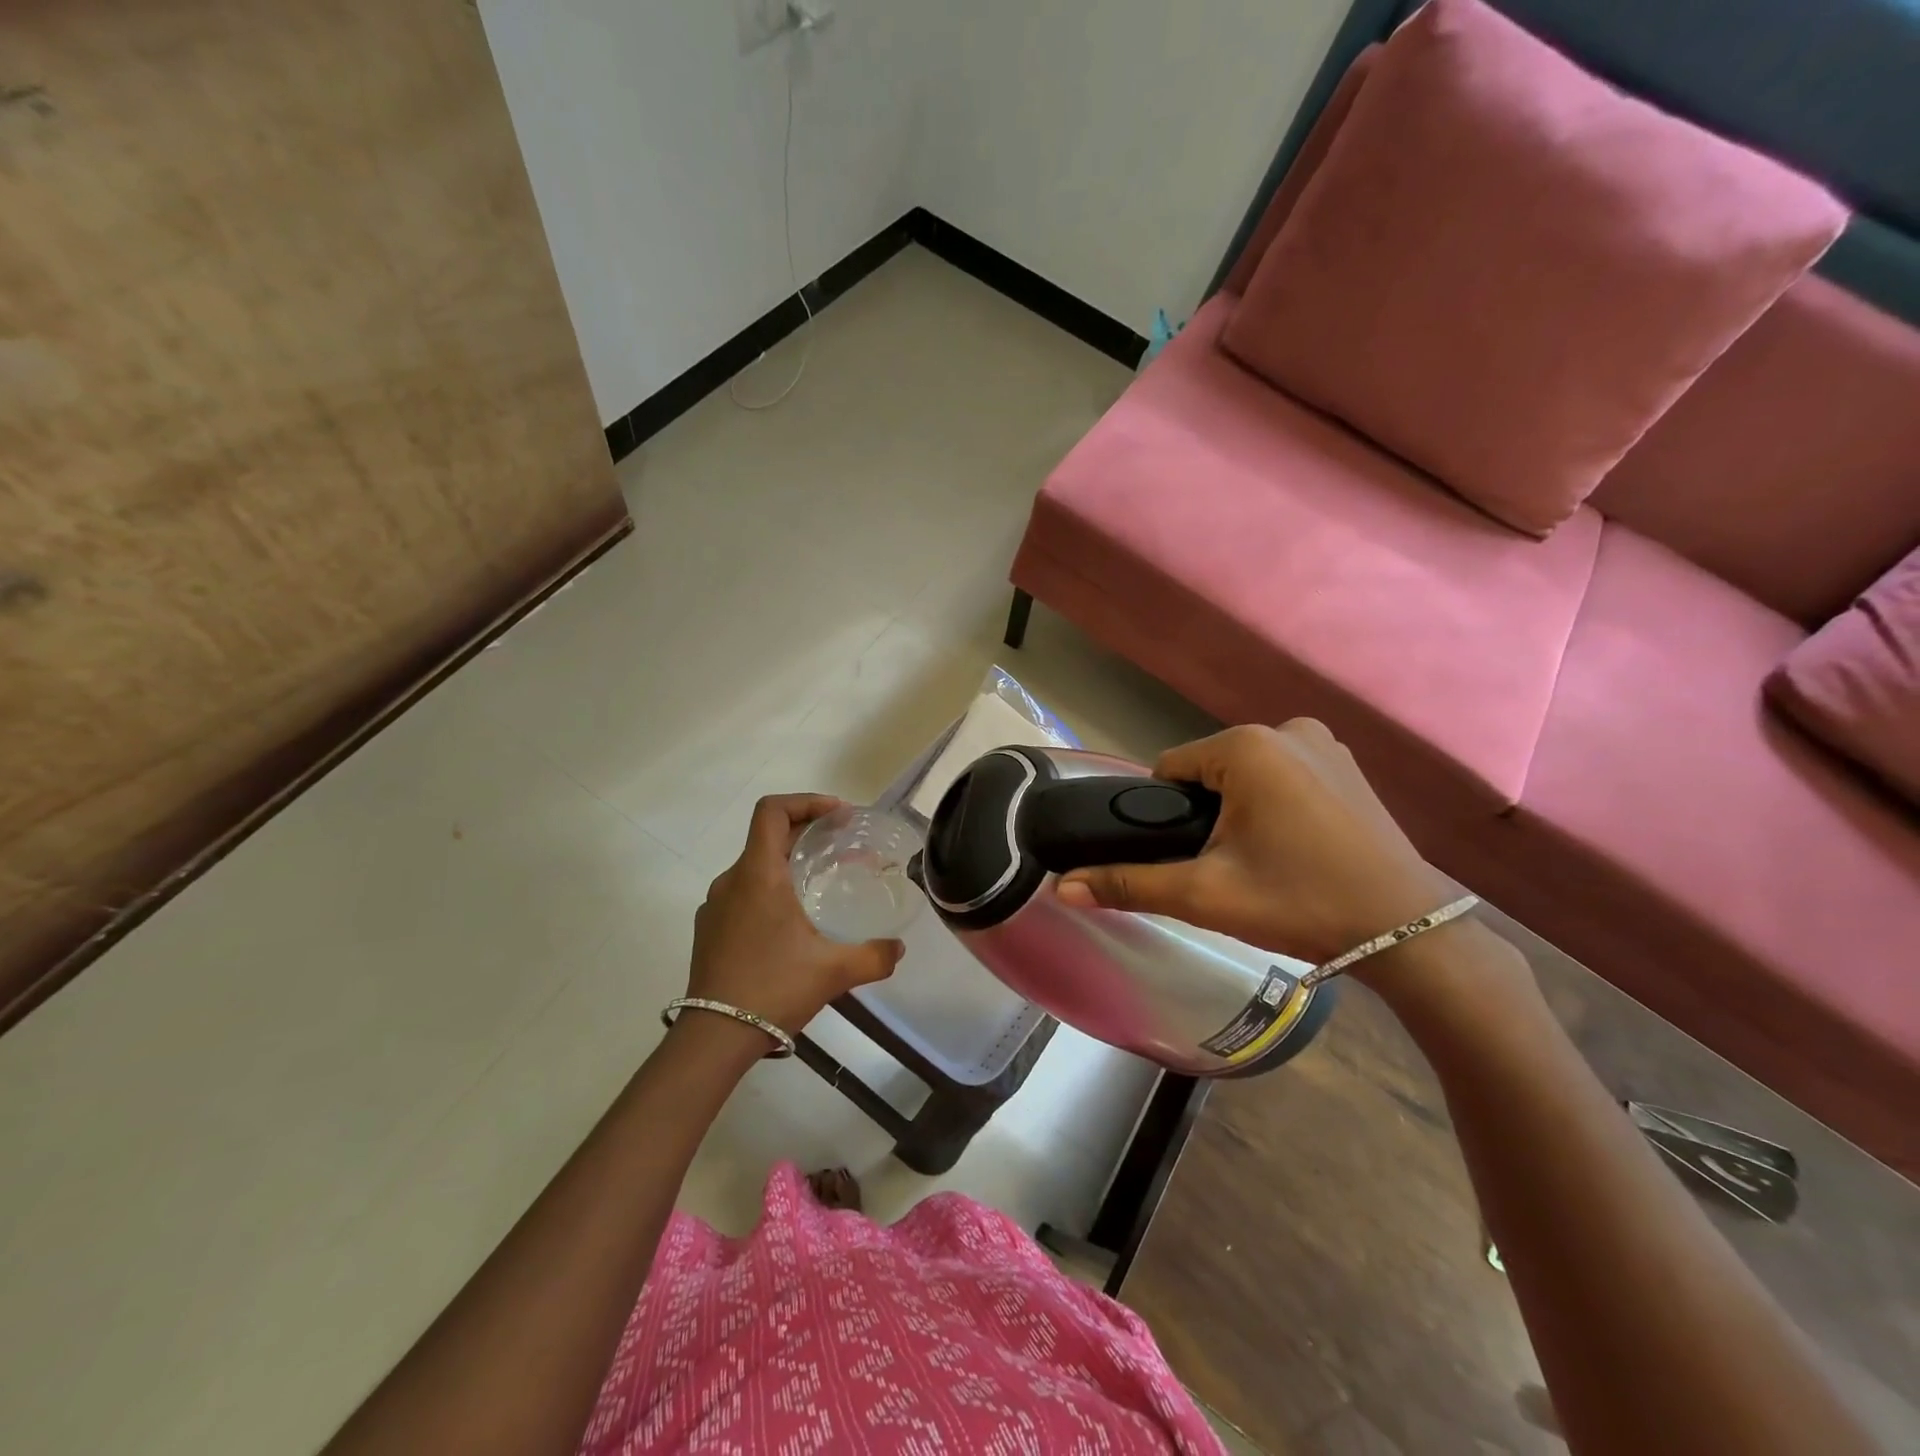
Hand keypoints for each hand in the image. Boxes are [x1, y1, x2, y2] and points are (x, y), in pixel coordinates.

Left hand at [689, 794, 903, 1034]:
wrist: (714, 1037)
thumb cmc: (773, 989)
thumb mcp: (833, 971)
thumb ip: (873, 956)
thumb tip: (898, 949)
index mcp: (758, 875)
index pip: (773, 811)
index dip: (807, 801)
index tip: (840, 816)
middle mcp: (732, 880)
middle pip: (769, 836)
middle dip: (809, 833)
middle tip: (845, 846)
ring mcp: (716, 905)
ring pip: (756, 866)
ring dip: (790, 863)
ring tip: (822, 883)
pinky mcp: (710, 929)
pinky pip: (744, 892)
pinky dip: (771, 889)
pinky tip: (793, 922)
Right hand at [1055, 722, 1453, 970]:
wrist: (1406, 932)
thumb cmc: (1299, 903)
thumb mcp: (1206, 894)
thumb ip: (1129, 884)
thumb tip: (1061, 887)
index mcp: (1247, 745)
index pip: (1169, 771)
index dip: (1167, 817)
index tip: (1192, 858)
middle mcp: (1285, 728)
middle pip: (1208, 771)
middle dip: (1205, 814)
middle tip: (1228, 868)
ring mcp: (1323, 742)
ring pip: (1244, 774)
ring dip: (1238, 809)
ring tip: (1262, 861)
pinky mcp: (1347, 763)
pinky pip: (1282, 774)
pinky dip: (1274, 802)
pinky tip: (1294, 845)